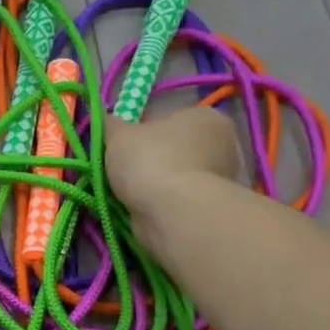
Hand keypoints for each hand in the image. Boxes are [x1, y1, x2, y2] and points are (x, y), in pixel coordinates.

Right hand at [104, 105, 242, 217]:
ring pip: (177, 176)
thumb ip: (111, 124)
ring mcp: (222, 178)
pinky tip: (145, 209)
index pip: (169, 119)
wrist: (173, 213)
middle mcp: (223, 143)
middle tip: (124, 171)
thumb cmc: (150, 161)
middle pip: (175, 149)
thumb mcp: (119, 135)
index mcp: (205, 116)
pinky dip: (163, 203)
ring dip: (156, 184)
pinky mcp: (212, 206)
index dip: (142, 132)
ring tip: (131, 194)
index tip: (124, 147)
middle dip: (151, 160)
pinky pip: (180, 199)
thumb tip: (106, 119)